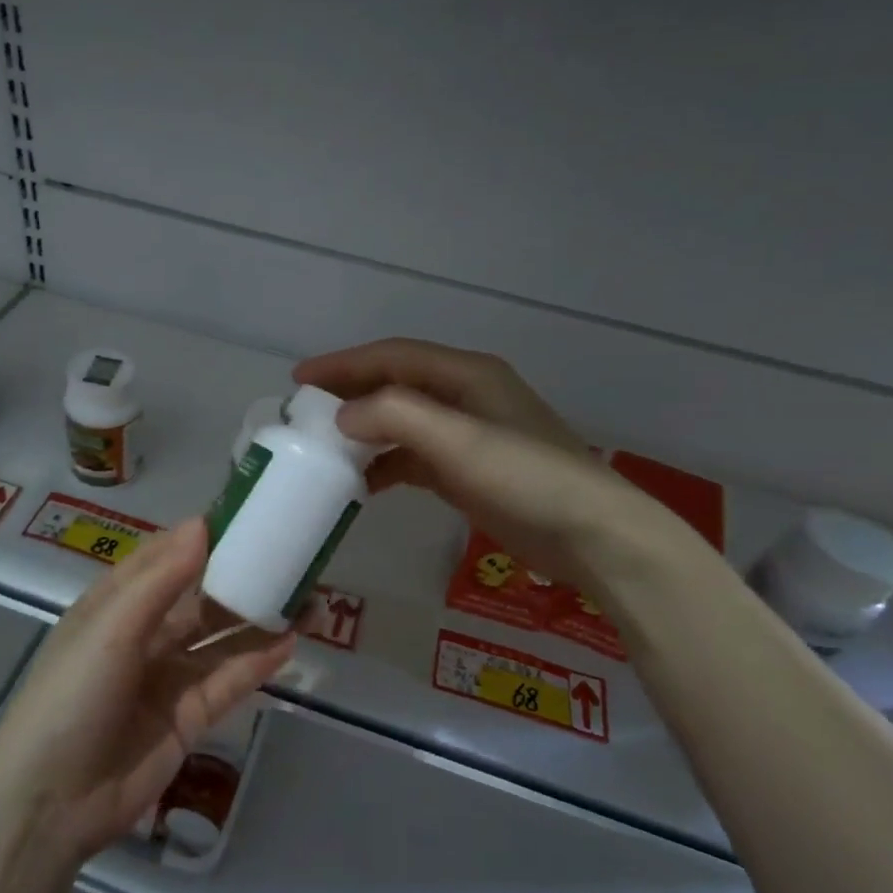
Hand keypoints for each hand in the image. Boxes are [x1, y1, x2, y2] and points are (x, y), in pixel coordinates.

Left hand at [0, 519, 293, 864]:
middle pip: (199, 597)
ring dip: (259, 618)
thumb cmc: (72, 696)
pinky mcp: (189, 717)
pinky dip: (258, 661)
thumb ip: (160, 579)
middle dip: (240, 576)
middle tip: (290, 555)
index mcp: (114, 604)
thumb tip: (203, 525)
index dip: (202, 537)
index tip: (247, 514)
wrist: (52, 803)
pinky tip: (291, 641)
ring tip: (307, 596)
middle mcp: (143, 634)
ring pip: (220, 638)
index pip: (164, 558)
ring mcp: (168, 677)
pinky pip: (229, 680)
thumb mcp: (110, 628)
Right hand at [294, 337, 699, 601]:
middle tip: (304, 412)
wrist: (593, 536)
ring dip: (363, 432)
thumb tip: (343, 416)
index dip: (344, 364)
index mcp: (466, 375)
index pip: (393, 356)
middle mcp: (465, 397)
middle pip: (394, 385)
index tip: (299, 380)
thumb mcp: (459, 440)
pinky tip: (361, 485)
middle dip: (349, 394)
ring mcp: (467, 436)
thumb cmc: (527, 478)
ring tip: (323, 448)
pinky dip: (384, 465)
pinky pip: (413, 458)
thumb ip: (397, 417)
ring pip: (401, 423)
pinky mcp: (467, 472)